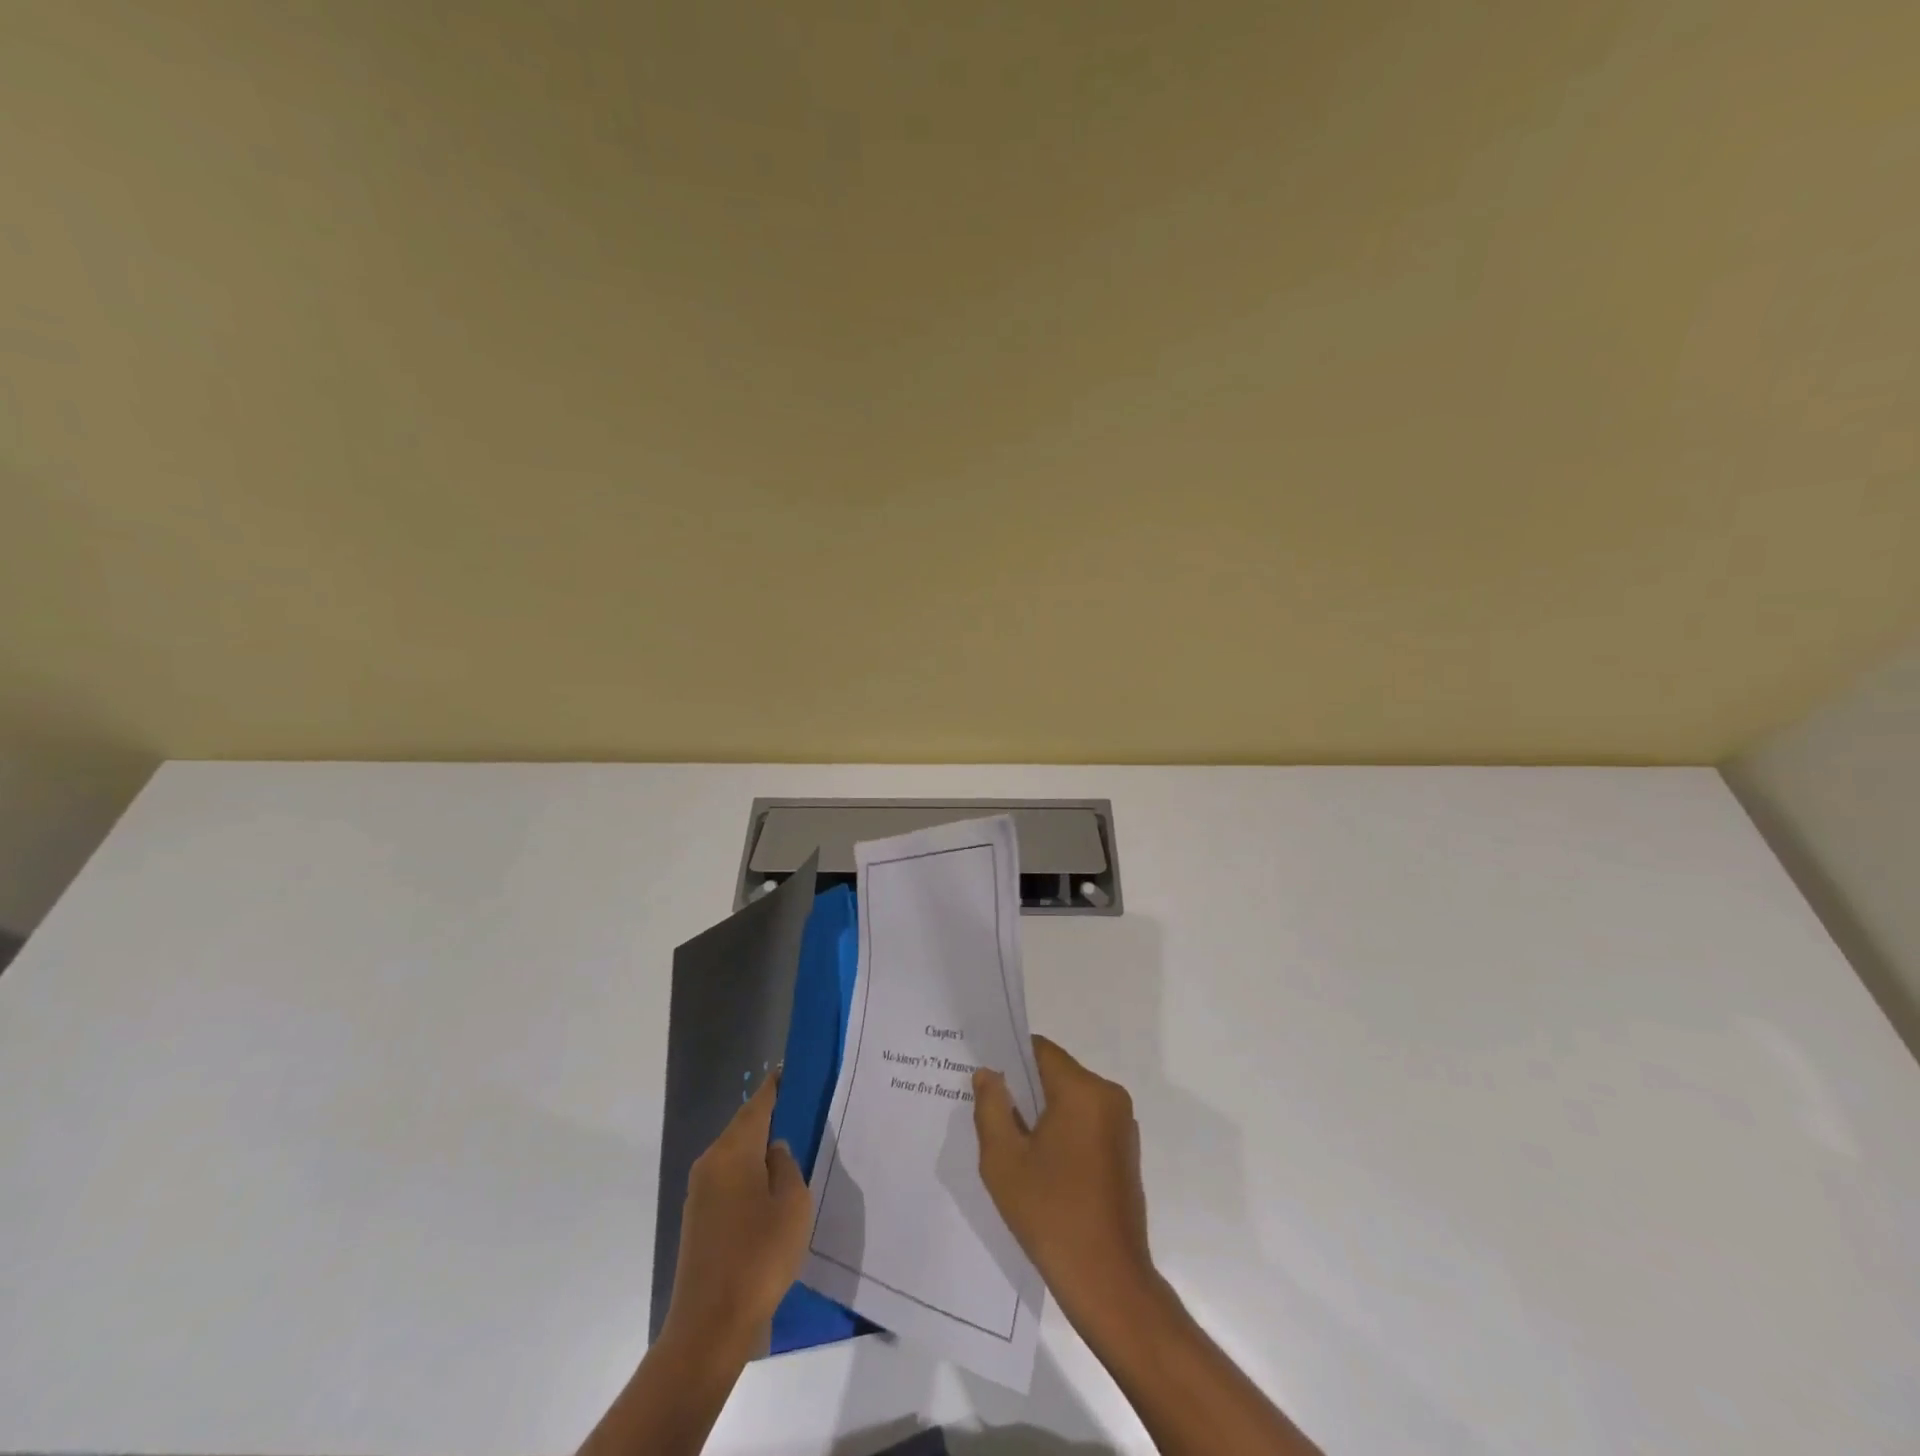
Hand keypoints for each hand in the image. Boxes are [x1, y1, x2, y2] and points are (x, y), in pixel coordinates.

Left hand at [662, 1074, 810, 1356]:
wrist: (709, 1326)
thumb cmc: (758, 1256)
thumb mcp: (791, 1204)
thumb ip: (786, 1166)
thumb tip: (773, 1150)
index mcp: (733, 1151)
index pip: (757, 1105)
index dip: (774, 1087)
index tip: (790, 1071)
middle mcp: (710, 1163)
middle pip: (742, 1127)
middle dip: (768, 1116)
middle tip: (799, 1108)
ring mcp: (700, 1192)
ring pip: (734, 1154)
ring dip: (758, 1147)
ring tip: (790, 1145)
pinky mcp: (698, 1219)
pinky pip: (728, 1179)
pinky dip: (748, 1173)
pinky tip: (769, 1187)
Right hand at [972, 1036, 1156, 1321]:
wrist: (1109, 1282)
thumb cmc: (1051, 1215)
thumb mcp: (1004, 1160)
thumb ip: (991, 1107)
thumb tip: (988, 1073)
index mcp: (1083, 1090)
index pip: (1040, 1050)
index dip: (1008, 1058)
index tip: (984, 1078)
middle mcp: (1109, 1096)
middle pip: (1056, 1074)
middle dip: (1023, 1089)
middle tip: (990, 1113)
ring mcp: (1122, 1124)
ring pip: (1070, 1099)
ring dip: (1042, 1113)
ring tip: (1011, 1143)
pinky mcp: (1126, 1150)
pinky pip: (1086, 1122)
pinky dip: (1062, 1131)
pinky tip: (1040, 1165)